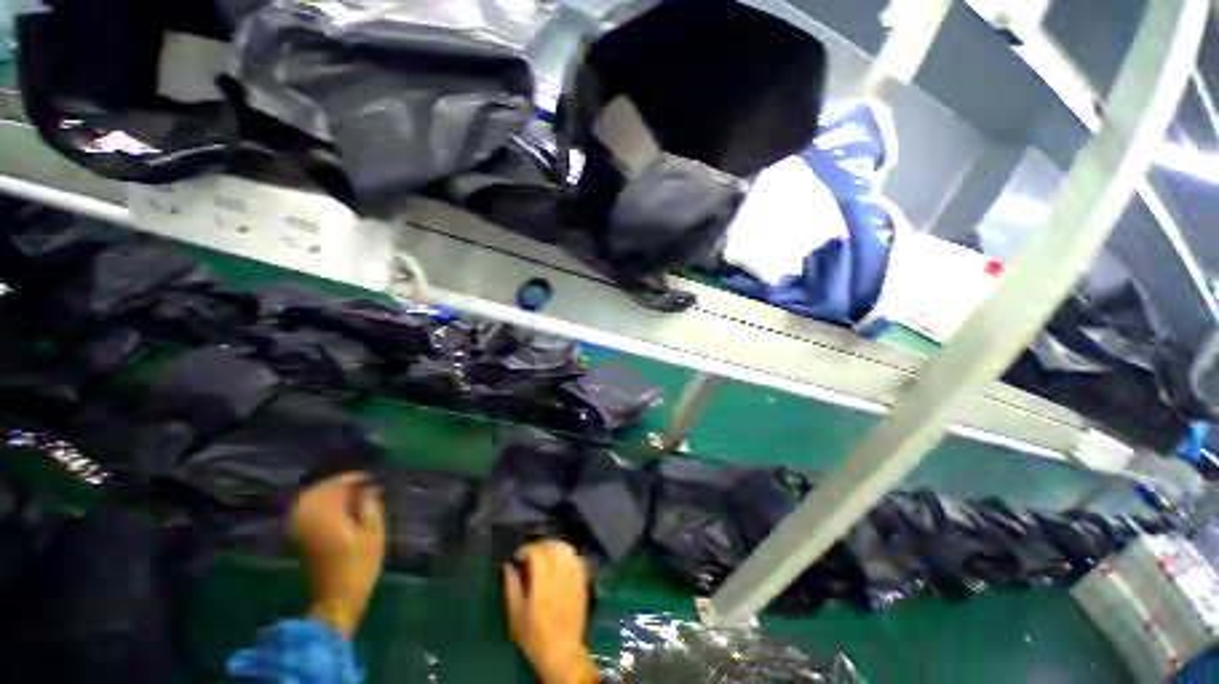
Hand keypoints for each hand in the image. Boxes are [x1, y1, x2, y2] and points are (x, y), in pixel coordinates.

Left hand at [291, 472, 385, 637]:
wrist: (335, 599)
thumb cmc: (360, 566)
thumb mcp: (374, 534)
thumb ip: (371, 506)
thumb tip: (371, 488)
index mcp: (328, 515)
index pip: (337, 485)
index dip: (355, 477)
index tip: (373, 477)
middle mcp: (309, 517)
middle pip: (320, 489)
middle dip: (341, 482)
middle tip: (363, 483)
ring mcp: (301, 528)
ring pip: (311, 498)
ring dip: (330, 491)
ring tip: (352, 493)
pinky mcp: (300, 537)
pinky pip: (307, 509)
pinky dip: (321, 503)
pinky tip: (337, 506)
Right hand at [503, 541, 598, 683]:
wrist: (562, 652)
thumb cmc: (535, 637)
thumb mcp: (516, 616)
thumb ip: (512, 588)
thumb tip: (507, 566)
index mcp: (542, 586)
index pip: (538, 553)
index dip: (527, 549)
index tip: (519, 555)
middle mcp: (560, 577)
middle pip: (553, 547)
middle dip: (540, 546)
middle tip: (531, 554)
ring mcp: (574, 578)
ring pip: (567, 549)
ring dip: (555, 547)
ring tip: (546, 556)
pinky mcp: (583, 582)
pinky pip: (577, 558)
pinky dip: (567, 555)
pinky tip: (560, 563)